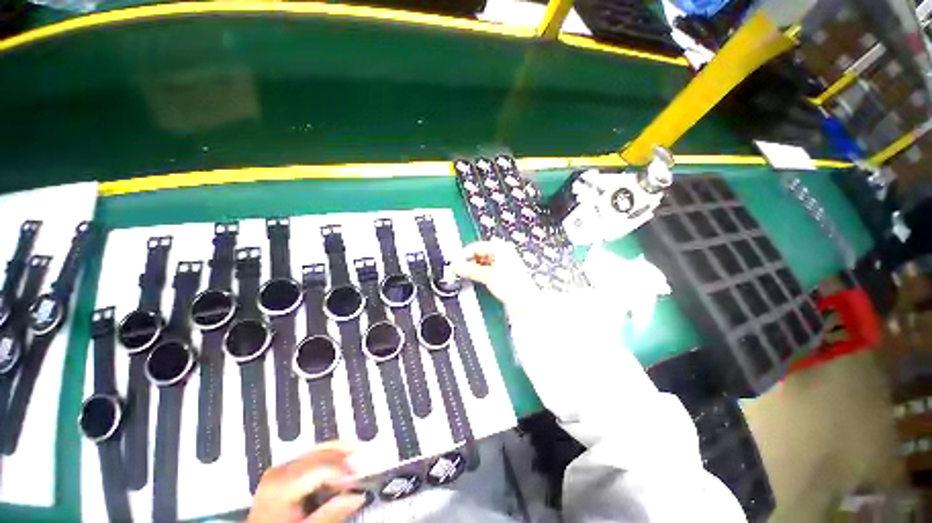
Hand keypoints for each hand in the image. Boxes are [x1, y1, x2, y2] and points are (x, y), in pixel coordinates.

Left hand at [248, 442, 364, 522]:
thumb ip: (331, 513)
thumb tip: (358, 496)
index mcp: (282, 484)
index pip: (323, 467)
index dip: (345, 472)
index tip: (360, 481)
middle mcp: (279, 471)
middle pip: (320, 453)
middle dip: (344, 458)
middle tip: (363, 466)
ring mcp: (279, 470)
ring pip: (317, 451)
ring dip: (338, 454)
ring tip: (356, 458)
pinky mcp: (281, 472)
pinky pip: (310, 457)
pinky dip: (327, 458)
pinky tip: (338, 461)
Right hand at [454, 239, 536, 311]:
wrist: (525, 301)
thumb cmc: (513, 286)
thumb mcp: (487, 276)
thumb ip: (470, 270)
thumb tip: (458, 267)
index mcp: (500, 248)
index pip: (476, 246)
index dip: (464, 255)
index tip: (456, 263)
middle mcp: (502, 253)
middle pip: (479, 254)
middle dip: (468, 262)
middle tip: (458, 270)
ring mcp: (503, 264)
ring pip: (482, 262)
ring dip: (473, 269)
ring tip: (464, 276)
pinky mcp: (502, 274)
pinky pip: (487, 270)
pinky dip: (479, 273)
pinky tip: (473, 279)